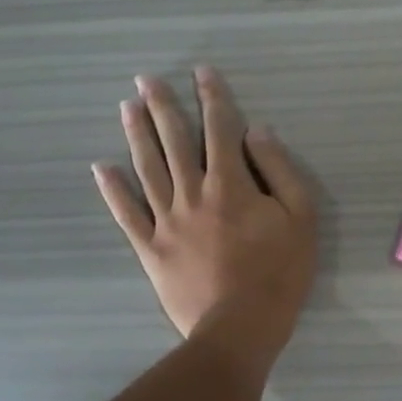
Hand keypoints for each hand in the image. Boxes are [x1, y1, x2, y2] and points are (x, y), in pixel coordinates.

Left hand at [93, 67, 317, 361]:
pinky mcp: (151, 248)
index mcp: (231, 184)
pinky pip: (127, 214)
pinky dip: (113, 190)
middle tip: (145, 78)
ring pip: (147, 168)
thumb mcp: (300, 217)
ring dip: (136, 135)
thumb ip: (279, 170)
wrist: (239, 328)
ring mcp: (167, 221)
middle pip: (175, 141)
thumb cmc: (279, 272)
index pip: (220, 129)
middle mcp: (193, 193)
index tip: (201, 71)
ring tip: (126, 107)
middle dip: (162, 106)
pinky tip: (101, 168)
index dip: (212, 97)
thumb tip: (256, 132)